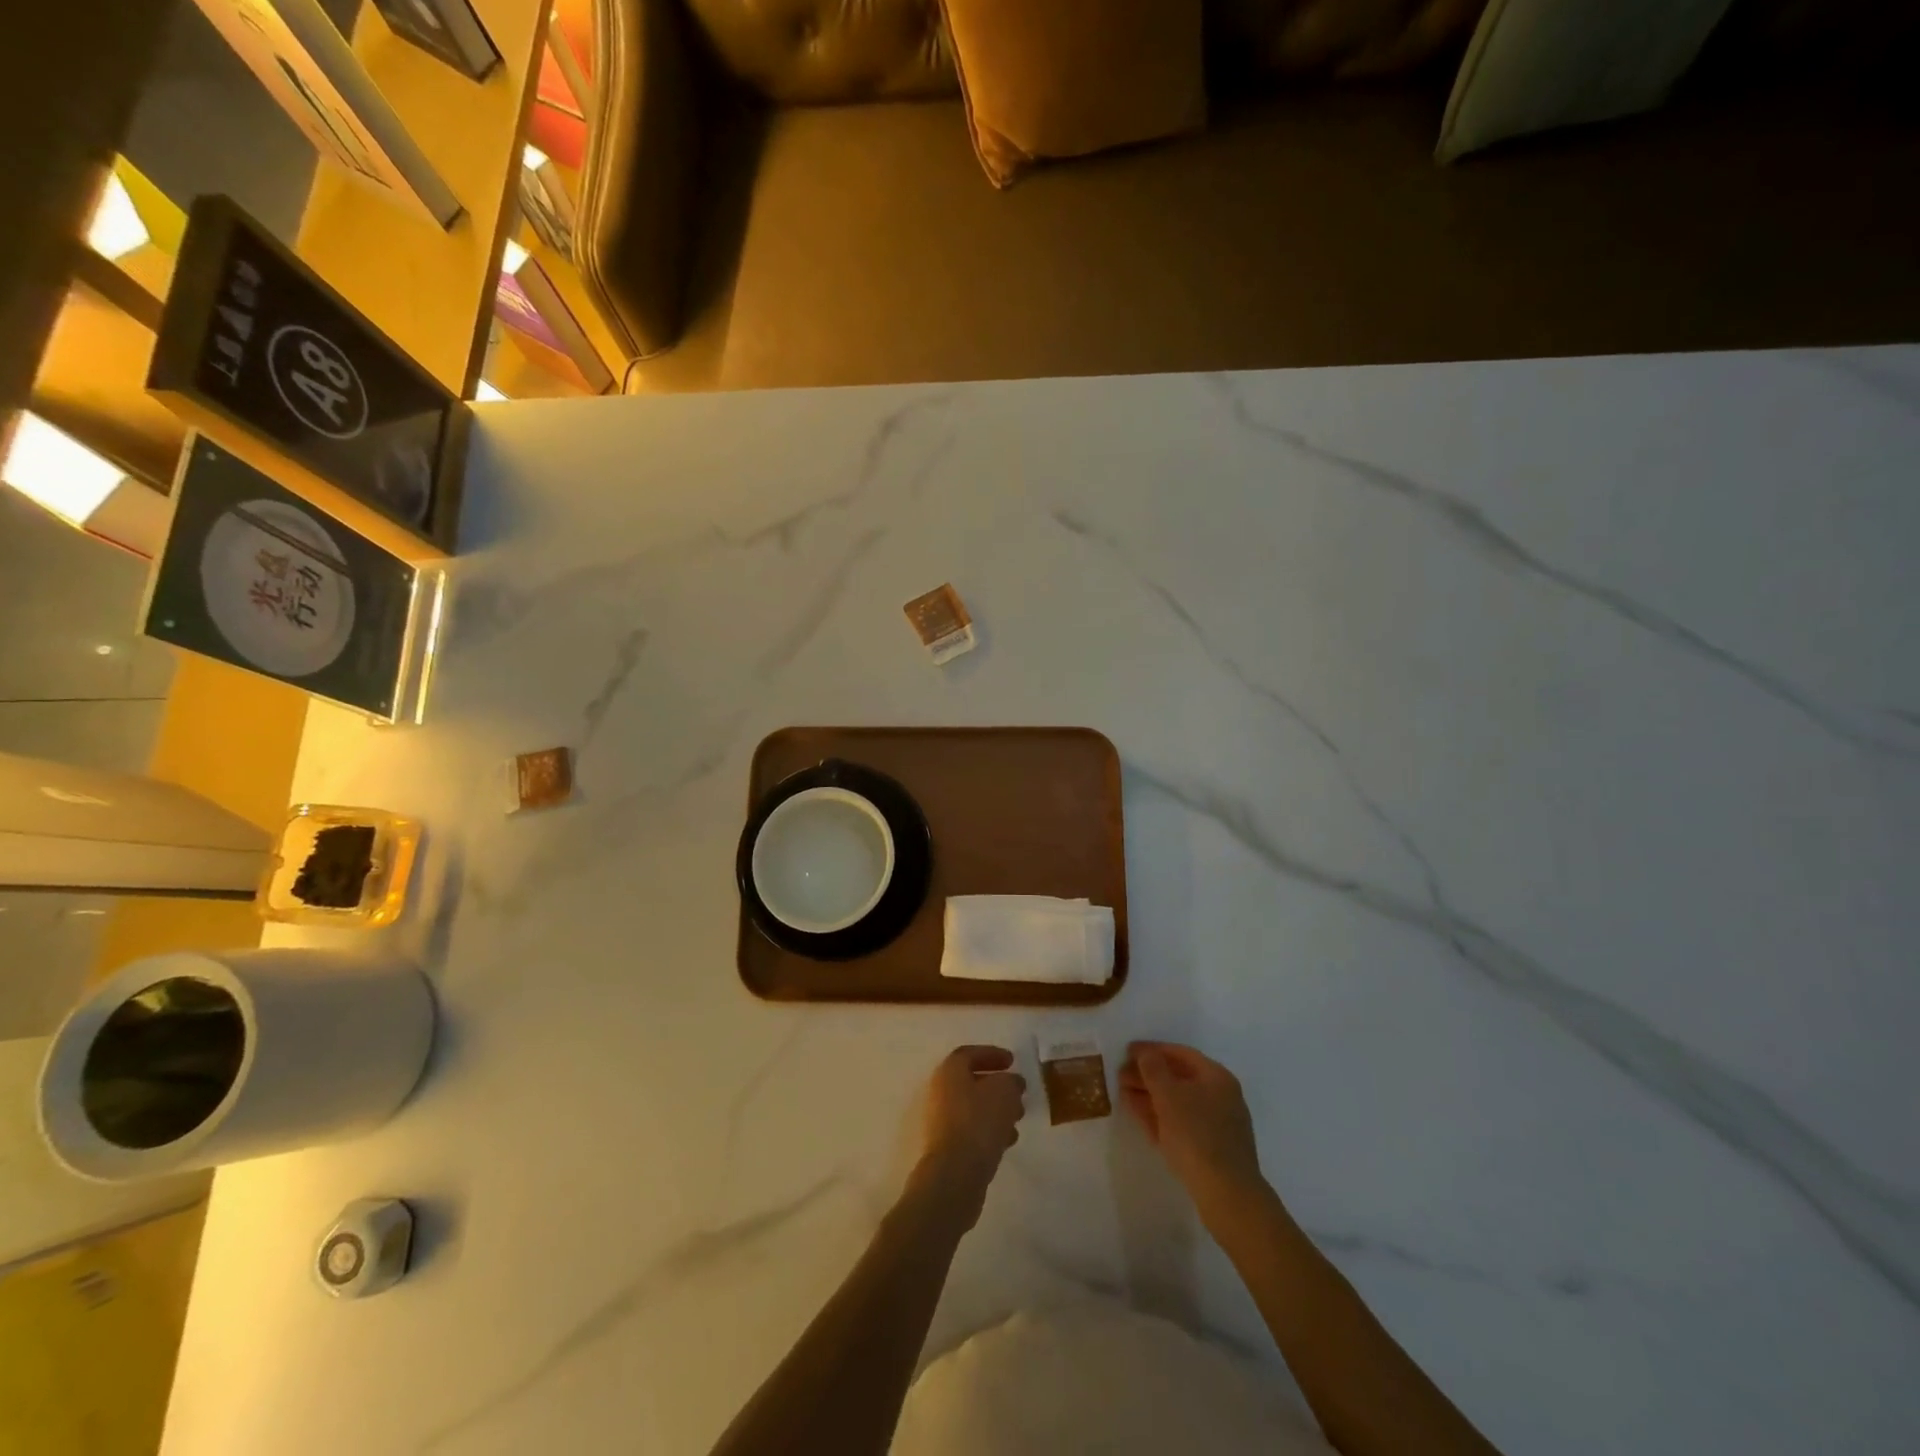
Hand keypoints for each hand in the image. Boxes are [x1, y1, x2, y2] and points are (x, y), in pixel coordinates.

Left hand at [913, 1045, 1025, 1228]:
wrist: (954, 1174)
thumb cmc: (979, 1122)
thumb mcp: (1004, 1092)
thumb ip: (1011, 1082)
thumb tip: (1012, 1082)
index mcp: (949, 1071)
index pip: (970, 1054)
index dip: (992, 1054)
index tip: (1012, 1061)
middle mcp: (940, 1092)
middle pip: (971, 1081)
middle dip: (998, 1086)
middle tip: (1018, 1093)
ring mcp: (941, 1120)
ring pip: (973, 1107)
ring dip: (997, 1110)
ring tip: (1018, 1119)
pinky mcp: (947, 1146)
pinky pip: (971, 1129)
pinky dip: (990, 1129)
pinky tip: (1008, 1140)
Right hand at [1120, 1042, 1267, 1221]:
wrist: (1227, 1194)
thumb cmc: (1197, 1135)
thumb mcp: (1169, 1095)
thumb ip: (1153, 1068)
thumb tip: (1145, 1053)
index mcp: (1217, 1077)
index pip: (1180, 1053)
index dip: (1152, 1050)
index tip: (1127, 1051)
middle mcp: (1221, 1096)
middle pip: (1179, 1077)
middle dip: (1148, 1075)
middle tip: (1120, 1075)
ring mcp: (1217, 1124)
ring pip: (1178, 1102)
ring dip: (1150, 1096)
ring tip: (1123, 1094)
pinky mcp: (1211, 1148)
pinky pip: (1181, 1123)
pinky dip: (1160, 1117)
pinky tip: (1140, 1117)